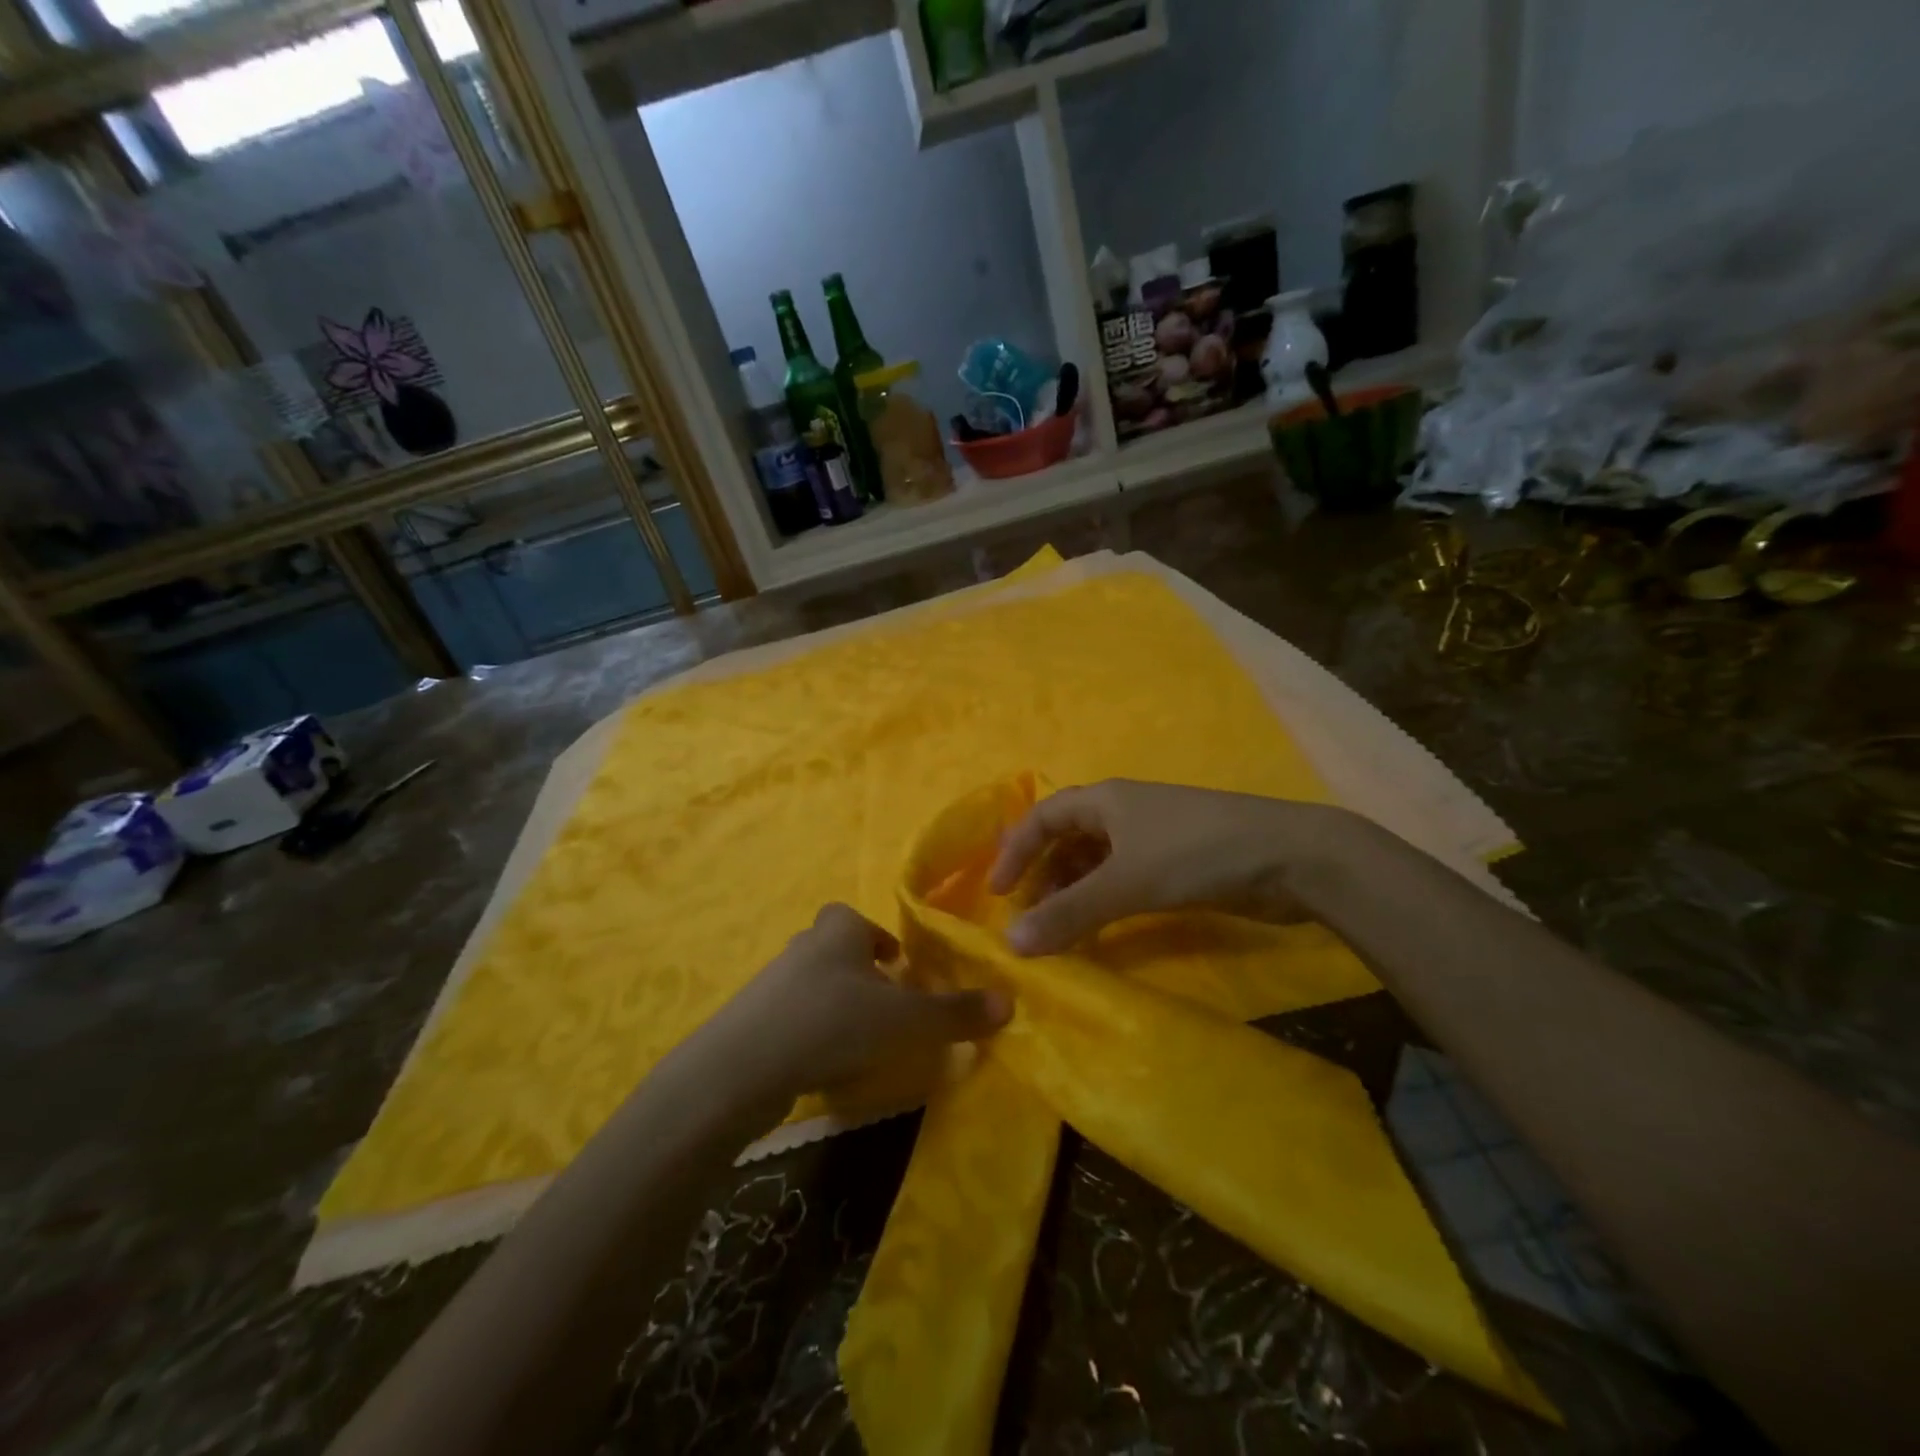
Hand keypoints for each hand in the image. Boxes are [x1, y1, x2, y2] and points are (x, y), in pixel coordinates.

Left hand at [696, 904, 1010, 1103]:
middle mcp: (804, 947)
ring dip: (835, 1005)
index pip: (855, 919)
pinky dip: (810, 1034)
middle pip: (834, 949)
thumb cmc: (833, 1022)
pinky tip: (824, 1065)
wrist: (742, 1067)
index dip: (876, 938)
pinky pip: (790, 1019)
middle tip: (886, 1006)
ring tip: (860, 1041)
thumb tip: (1010, 1004)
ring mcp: (771, 984)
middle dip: (859, 972)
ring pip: (812, 985)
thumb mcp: (905, 1020)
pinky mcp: (751, 1023)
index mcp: (839, 931)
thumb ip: (955, 1013)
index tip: (897, 965)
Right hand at [988, 779, 1363, 955]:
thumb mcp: (1125, 883)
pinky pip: (1125, 879)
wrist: (1290, 856)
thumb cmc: (1196, 853)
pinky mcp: (1179, 861)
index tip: (997, 893)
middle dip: (1045, 878)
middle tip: (1032, 921)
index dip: (1015, 851)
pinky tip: (1104, 930)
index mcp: (1105, 800)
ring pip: (1097, 862)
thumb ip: (1068, 914)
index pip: (1042, 817)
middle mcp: (1123, 812)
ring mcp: (1153, 836)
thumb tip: (1010, 944)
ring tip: (1063, 932)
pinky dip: (1106, 901)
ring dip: (1075, 893)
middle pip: (1068, 840)